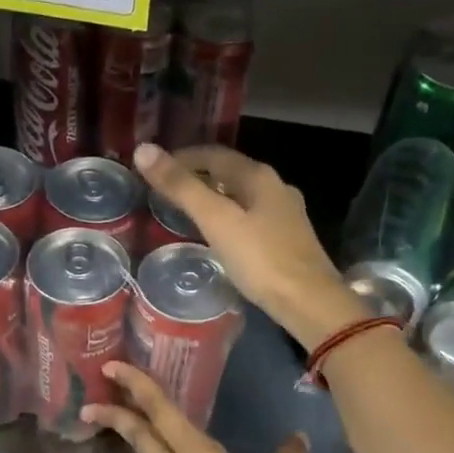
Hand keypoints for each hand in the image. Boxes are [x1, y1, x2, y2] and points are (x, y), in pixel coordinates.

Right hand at [133, 142, 366, 349]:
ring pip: (241, 196)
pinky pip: (251, 217)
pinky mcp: (288, 239)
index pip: (214, 154)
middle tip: (166, 190)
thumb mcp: (216, 221)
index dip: (182, 157)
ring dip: (214, 197)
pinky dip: (229, 217)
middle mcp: (275, 187)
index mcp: (258, 176)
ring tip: (186, 211)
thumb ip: (181, 187)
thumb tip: (144, 150)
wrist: (309, 302)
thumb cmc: (260, 259)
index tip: (155, 168)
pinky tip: (219, 234)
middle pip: (229, 172)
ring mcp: (285, 214)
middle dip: (197, 176)